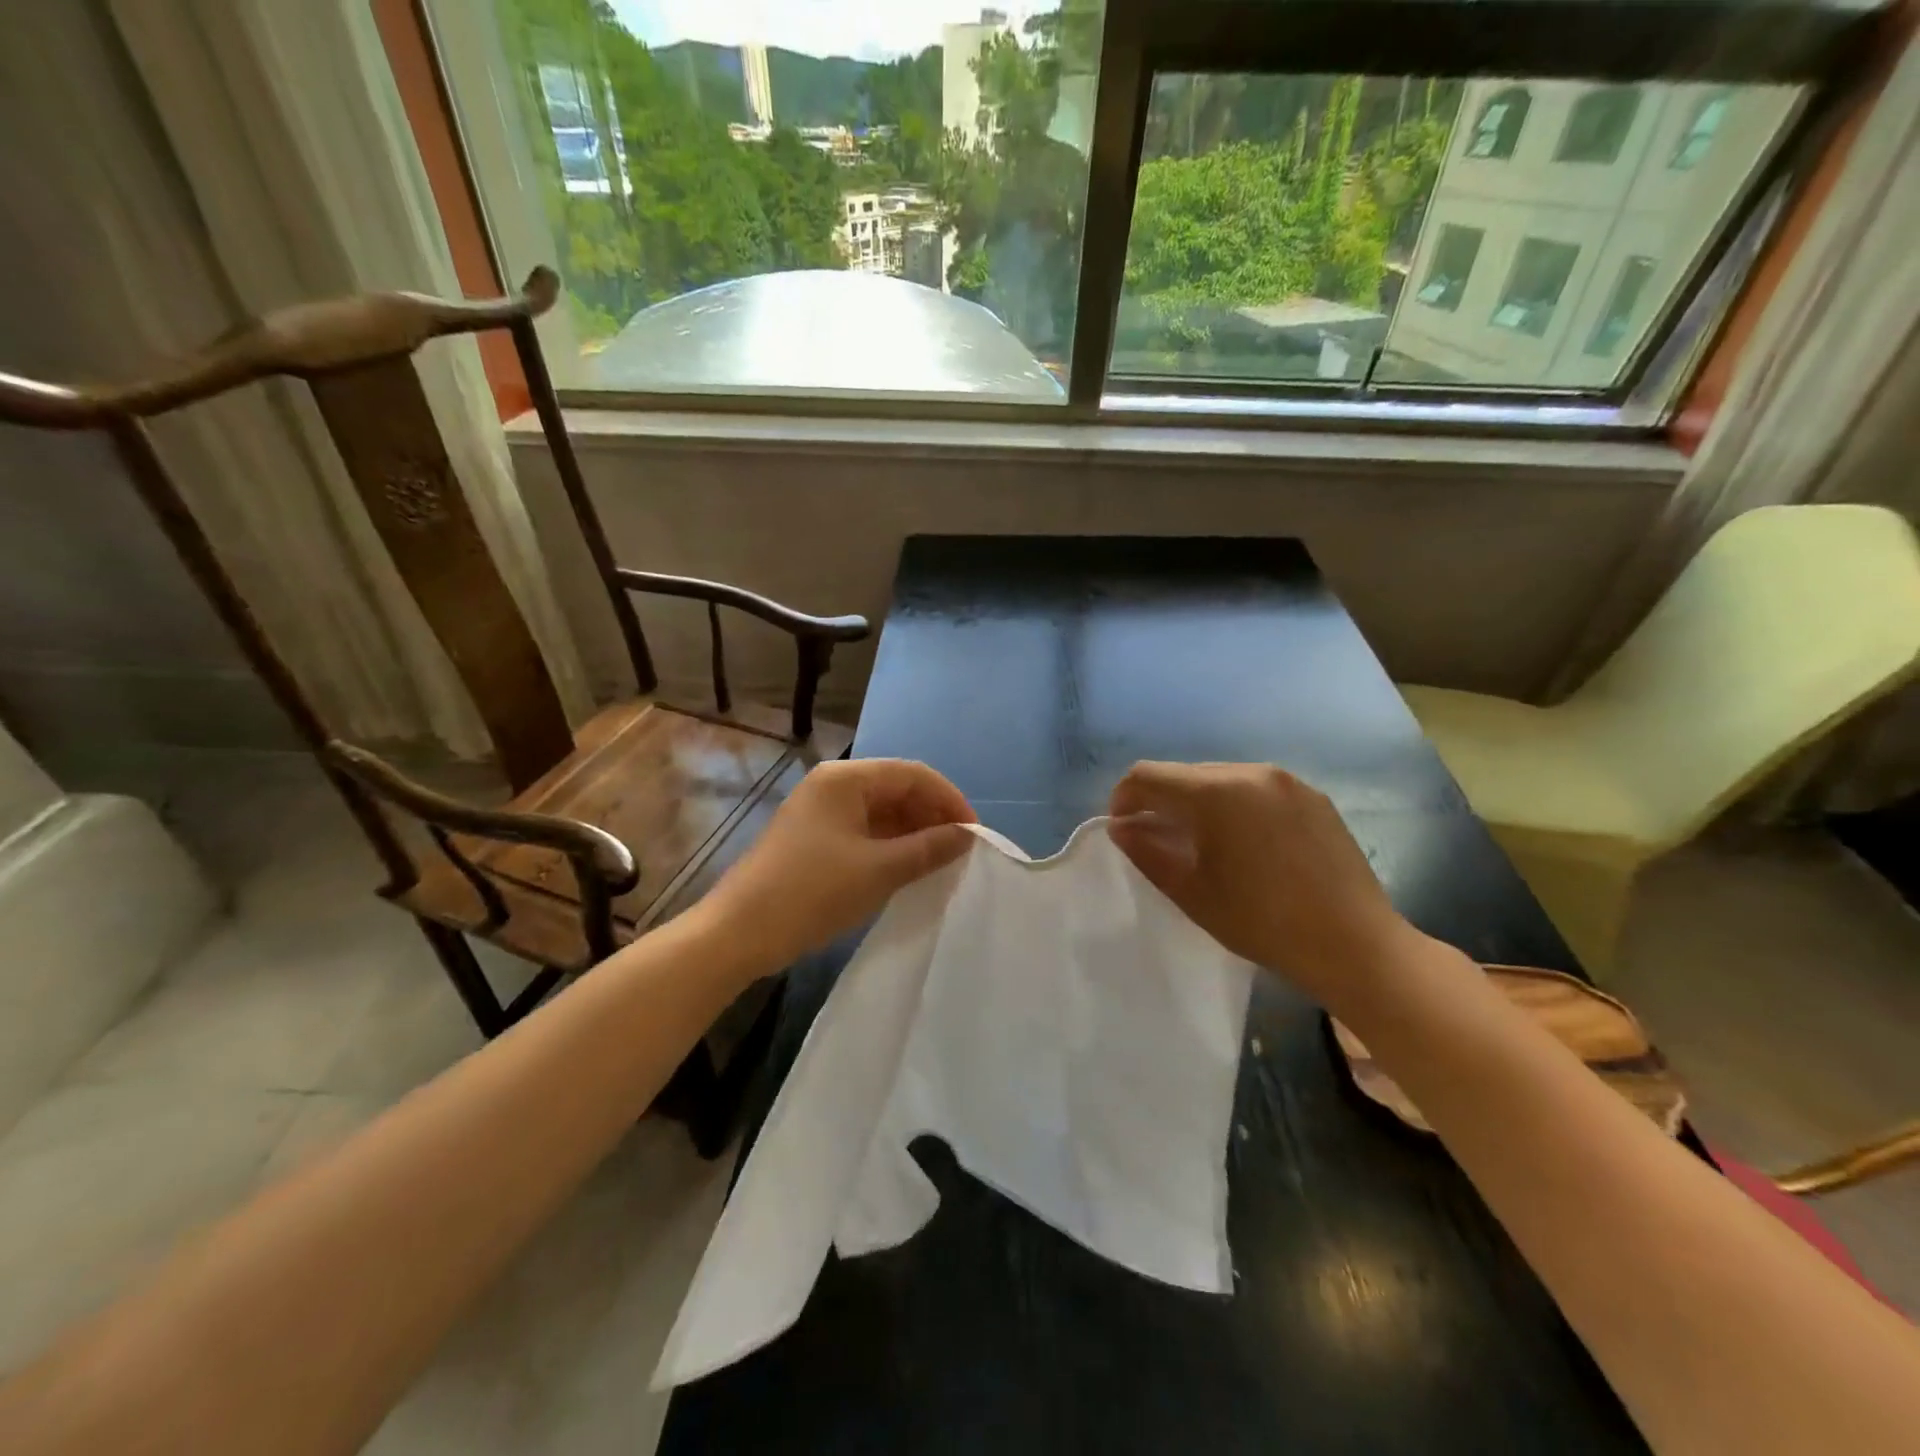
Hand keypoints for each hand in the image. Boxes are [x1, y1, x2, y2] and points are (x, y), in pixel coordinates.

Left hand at [702, 758, 976, 974]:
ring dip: (913, 833)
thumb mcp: (879, 870)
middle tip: (960, 852)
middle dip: (932, 817)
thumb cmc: (812, 892)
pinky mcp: (814, 838)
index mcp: (846, 778)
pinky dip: (890, 846)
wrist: (739, 932)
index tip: (975, 835)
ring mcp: (821, 811)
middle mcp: (833, 785)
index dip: (950, 800)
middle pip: (897, 789)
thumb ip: (929, 848)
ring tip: (940, 863)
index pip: (914, 774)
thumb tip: (967, 835)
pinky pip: (864, 831)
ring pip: (882, 811)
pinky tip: (908, 869)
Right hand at [1107, 761, 1422, 1008]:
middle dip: (1160, 801)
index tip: (1122, 829)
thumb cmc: (1262, 922)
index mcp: (1215, 792)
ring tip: (1201, 844)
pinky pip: (1256, 790)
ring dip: (1197, 803)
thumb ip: (1146, 852)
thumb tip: (1121, 827)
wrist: (1355, 945)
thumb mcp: (1191, 892)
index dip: (1123, 798)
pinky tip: (1244, 845)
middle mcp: (1250, 771)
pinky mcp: (1313, 797)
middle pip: (1184, 774)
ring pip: (1220, 779)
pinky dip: (1234, 807)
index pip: (1147, 775)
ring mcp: (1287, 781)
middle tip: (1156, 840)